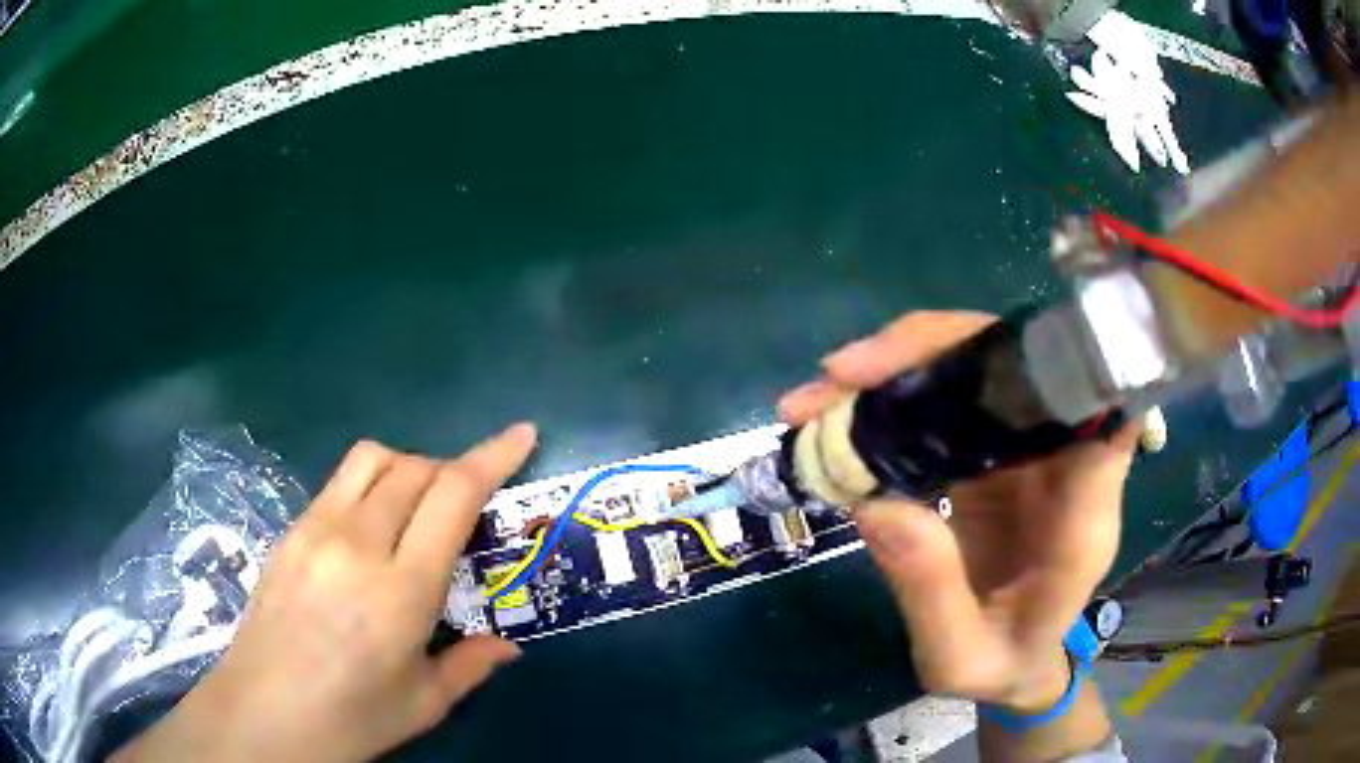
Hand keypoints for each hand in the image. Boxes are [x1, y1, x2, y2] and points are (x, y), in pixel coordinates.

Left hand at [115, 424, 537, 762]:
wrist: (262, 714)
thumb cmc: (350, 718)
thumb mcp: (423, 703)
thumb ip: (470, 664)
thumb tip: (507, 645)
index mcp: (400, 590)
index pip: (452, 495)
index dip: (492, 456)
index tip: (522, 435)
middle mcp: (357, 543)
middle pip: (413, 467)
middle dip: (451, 470)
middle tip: (466, 505)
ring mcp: (314, 530)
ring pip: (371, 459)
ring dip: (406, 467)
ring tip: (416, 509)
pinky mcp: (289, 531)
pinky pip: (338, 483)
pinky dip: (369, 485)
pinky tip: (368, 532)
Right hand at [781, 312, 1137, 712]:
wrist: (1016, 662)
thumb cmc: (1003, 665)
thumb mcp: (960, 658)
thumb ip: (932, 593)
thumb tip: (876, 504)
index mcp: (1082, 516)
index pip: (1098, 408)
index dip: (1055, 362)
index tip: (980, 354)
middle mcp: (1063, 464)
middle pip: (1019, 367)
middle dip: (930, 352)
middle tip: (840, 376)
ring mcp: (1027, 452)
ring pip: (975, 374)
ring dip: (896, 371)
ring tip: (817, 397)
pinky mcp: (992, 454)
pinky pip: (947, 405)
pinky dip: (892, 402)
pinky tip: (837, 418)